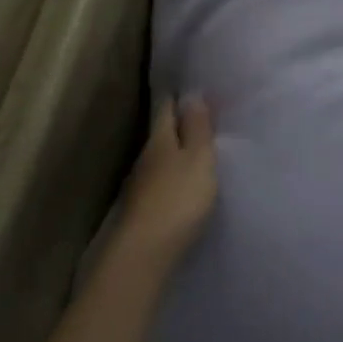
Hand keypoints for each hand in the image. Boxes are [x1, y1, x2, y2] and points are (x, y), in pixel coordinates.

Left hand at [114, 96, 218, 267]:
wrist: (144, 254)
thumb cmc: (178, 200)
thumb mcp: (198, 159)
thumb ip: (197, 128)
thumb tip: (191, 93)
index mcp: (160, 140)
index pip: (165, 108)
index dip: (178, 96)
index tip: (192, 87)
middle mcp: (145, 157)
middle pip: (161, 133)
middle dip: (178, 124)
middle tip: (202, 116)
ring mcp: (140, 186)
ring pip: (160, 159)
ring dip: (176, 152)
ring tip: (197, 150)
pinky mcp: (142, 210)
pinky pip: (160, 182)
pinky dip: (172, 176)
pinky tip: (183, 183)